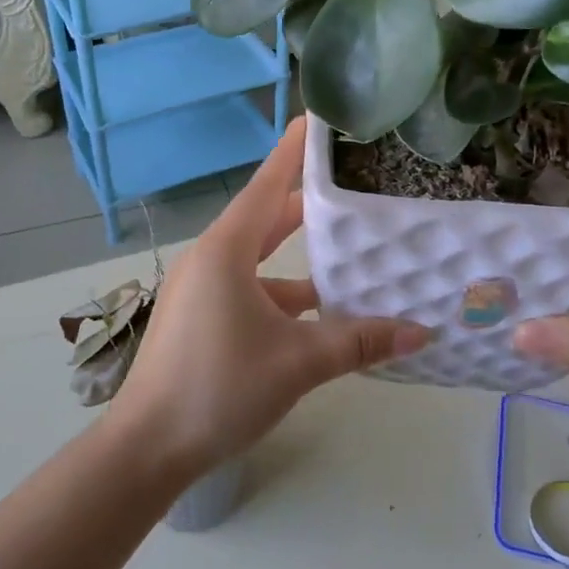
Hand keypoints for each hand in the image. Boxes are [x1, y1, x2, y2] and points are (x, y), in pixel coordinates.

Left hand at [109, 118, 430, 477]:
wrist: (147, 449)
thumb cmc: (219, 387)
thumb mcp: (297, 362)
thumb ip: (359, 342)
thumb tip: (420, 333)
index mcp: (226, 250)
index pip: (268, 184)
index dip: (295, 151)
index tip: (318, 119)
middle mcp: (211, 259)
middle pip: (266, 217)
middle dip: (308, 202)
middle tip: (353, 181)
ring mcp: (202, 289)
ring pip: (260, 259)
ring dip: (301, 258)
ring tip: (352, 251)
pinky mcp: (201, 318)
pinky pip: (250, 290)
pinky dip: (284, 294)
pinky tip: (320, 314)